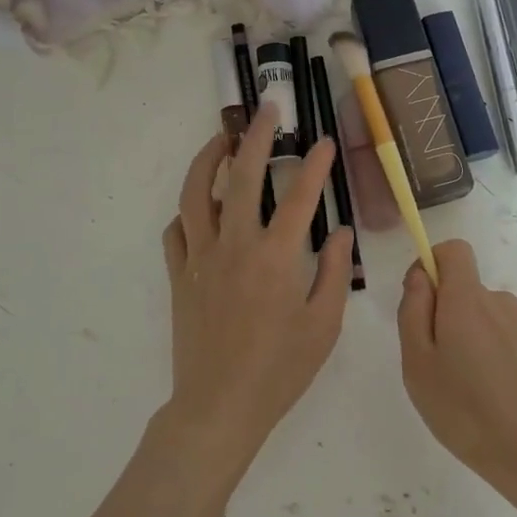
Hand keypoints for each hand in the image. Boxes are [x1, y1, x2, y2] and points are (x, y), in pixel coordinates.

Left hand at [160, 102, 353, 477]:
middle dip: (255, 137)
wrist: (218, 407)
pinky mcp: (178, 275)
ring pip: (196, 193)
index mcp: (275, 258)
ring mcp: (200, 258)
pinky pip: (176, 231)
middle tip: (266, 110)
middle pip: (242, 177)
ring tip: (221, 140)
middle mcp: (234, 246)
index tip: (323, 141)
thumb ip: (332, 272)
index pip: (300, 196)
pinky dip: (187, 211)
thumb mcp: (323, 325)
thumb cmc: (279, 370)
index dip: (315, 164)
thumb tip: (340, 231)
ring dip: (208, 159)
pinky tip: (199, 206)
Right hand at [397, 240, 516, 516]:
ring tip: (481, 390)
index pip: (454, 250)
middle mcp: (503, 301)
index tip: (424, 301)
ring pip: (496, 318)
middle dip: (455, 317)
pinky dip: (510, 355)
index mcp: (467, 300)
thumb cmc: (466, 413)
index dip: (435, 265)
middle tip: (447, 369)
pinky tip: (510, 395)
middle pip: (471, 292)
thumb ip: (413, 310)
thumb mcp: (417, 365)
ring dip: (484, 339)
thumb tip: (421, 276)